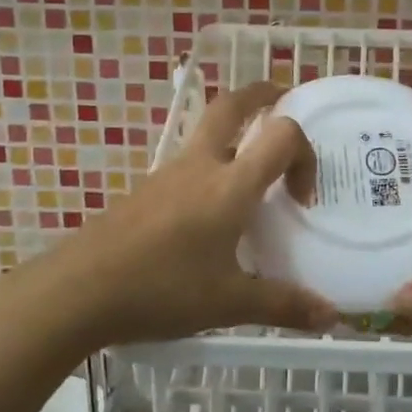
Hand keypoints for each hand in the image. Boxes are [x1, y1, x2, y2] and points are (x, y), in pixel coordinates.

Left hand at [30, 82, 338, 346]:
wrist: (79, 290)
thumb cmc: (162, 289)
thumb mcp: (229, 303)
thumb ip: (283, 305)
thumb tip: (332, 317)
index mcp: (230, 185)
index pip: (282, 136)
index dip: (304, 155)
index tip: (301, 200)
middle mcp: (200, 166)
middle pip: (231, 105)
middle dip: (261, 94)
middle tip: (282, 98)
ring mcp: (166, 174)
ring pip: (206, 133)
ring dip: (234, 134)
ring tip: (251, 172)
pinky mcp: (144, 191)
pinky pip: (186, 164)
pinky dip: (209, 167)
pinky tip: (208, 214)